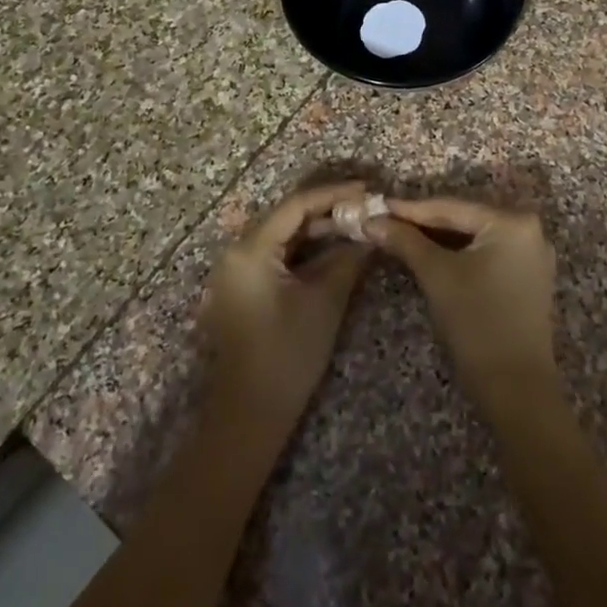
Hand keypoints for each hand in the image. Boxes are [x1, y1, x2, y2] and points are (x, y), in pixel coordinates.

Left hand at [201, 181, 371, 436]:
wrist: (247, 417)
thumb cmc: (287, 356)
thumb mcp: (324, 302)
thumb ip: (348, 259)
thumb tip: (370, 233)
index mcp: (250, 249)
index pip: (297, 205)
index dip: (334, 194)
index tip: (368, 190)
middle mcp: (236, 253)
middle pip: (287, 218)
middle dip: (329, 211)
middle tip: (367, 208)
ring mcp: (236, 273)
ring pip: (283, 238)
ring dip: (319, 232)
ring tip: (357, 226)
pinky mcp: (242, 291)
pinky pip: (276, 257)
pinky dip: (305, 252)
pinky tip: (334, 252)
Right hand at [371, 197, 558, 409]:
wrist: (516, 389)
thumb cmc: (477, 323)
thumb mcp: (436, 275)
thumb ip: (405, 241)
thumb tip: (372, 220)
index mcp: (512, 221)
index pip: (451, 207)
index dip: (410, 209)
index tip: (377, 206)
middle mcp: (529, 230)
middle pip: (465, 219)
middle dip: (424, 222)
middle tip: (385, 220)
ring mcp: (532, 255)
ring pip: (474, 237)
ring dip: (439, 239)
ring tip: (401, 235)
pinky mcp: (528, 278)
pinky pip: (487, 254)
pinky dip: (458, 254)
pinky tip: (431, 255)